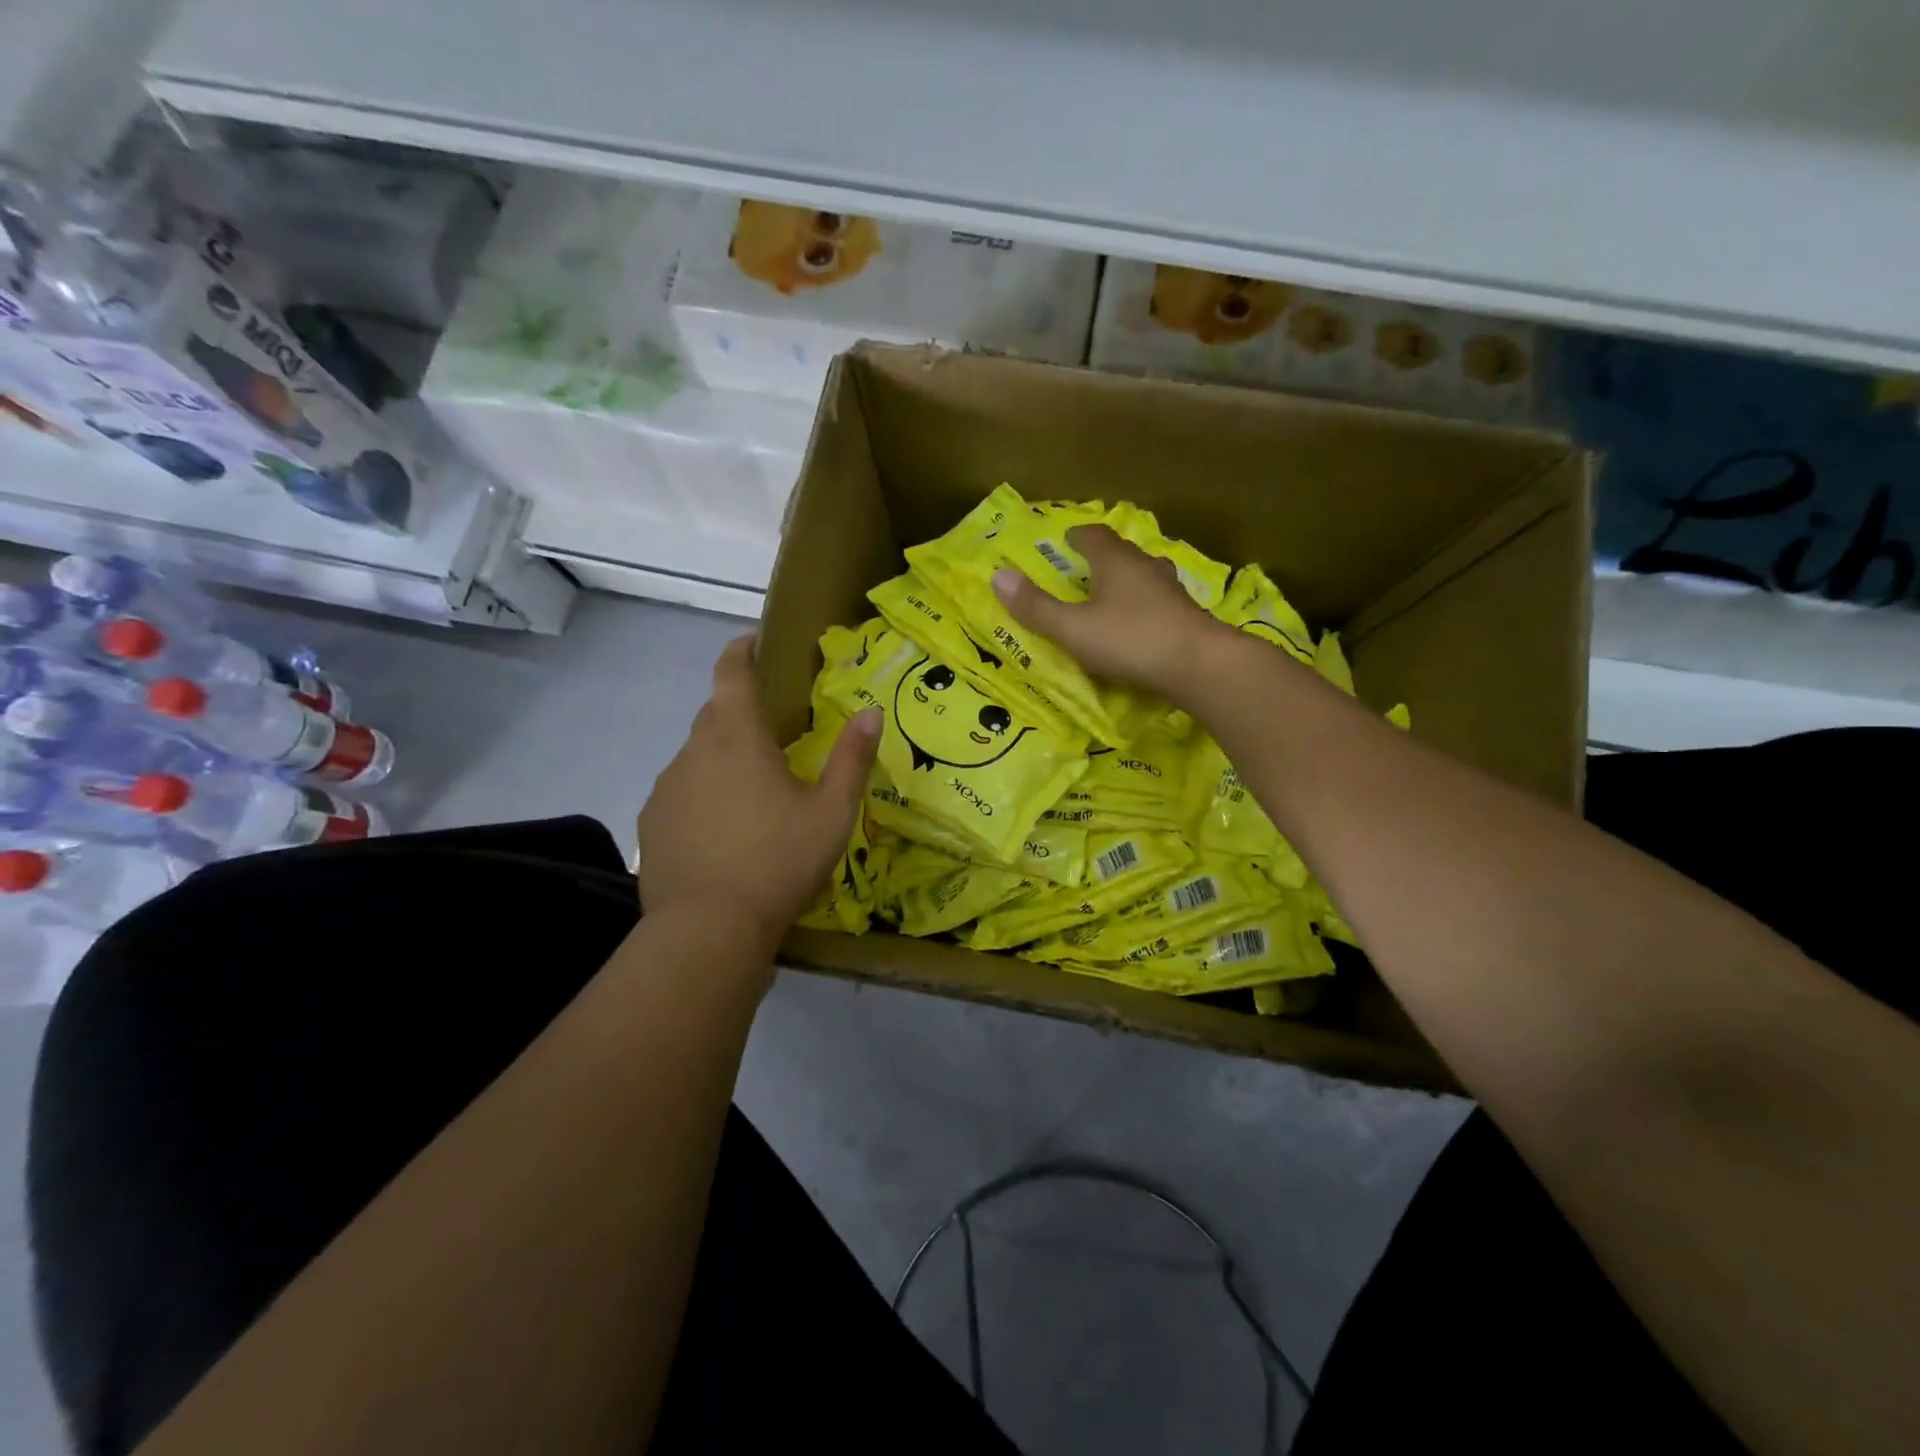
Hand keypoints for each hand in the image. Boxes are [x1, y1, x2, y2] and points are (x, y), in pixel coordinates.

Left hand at [638, 636, 880, 954]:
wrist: (707, 930)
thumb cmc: (778, 861)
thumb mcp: (831, 812)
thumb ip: (852, 758)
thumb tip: (871, 712)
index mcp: (737, 736)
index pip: (731, 672)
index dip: (741, 651)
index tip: (753, 642)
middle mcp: (693, 751)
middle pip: (714, 714)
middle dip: (740, 711)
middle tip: (774, 733)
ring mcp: (665, 788)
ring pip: (697, 756)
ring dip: (723, 759)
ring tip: (752, 794)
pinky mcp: (651, 824)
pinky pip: (682, 793)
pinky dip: (703, 796)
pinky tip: (724, 831)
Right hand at [991, 524, 1229, 700]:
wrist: (1201, 666)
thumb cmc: (1131, 640)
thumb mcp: (1073, 628)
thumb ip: (1036, 607)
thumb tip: (998, 576)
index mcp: (1116, 562)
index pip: (1094, 535)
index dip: (1078, 535)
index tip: (1066, 539)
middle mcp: (1146, 568)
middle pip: (1122, 554)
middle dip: (1102, 559)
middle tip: (1084, 570)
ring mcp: (1171, 592)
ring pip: (1144, 577)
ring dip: (1126, 583)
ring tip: (1110, 598)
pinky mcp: (1187, 617)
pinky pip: (1158, 603)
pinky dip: (1143, 608)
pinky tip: (1138, 626)